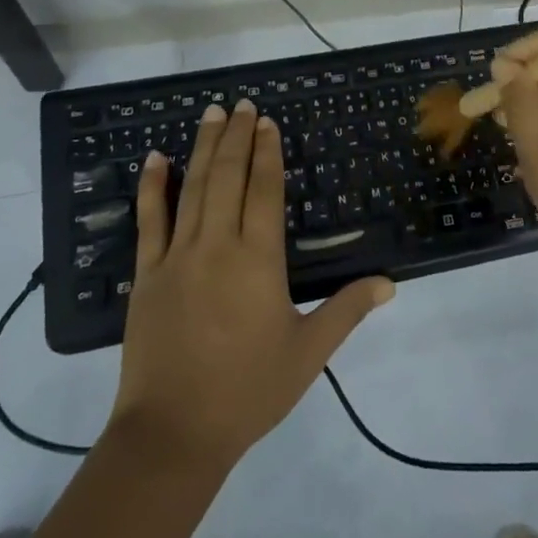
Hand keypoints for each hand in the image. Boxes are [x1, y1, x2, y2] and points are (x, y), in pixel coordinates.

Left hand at [112, 100, 394, 470]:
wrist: (174, 433)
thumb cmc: (248, 390)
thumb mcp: (309, 352)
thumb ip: (348, 310)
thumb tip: (390, 283)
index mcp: (259, 259)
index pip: (265, 190)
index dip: (267, 152)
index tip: (267, 122)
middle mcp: (218, 245)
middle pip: (229, 177)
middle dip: (237, 136)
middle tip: (241, 104)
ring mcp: (178, 256)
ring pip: (193, 187)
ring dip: (203, 147)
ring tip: (211, 114)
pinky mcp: (147, 273)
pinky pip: (149, 220)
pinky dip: (151, 186)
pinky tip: (154, 158)